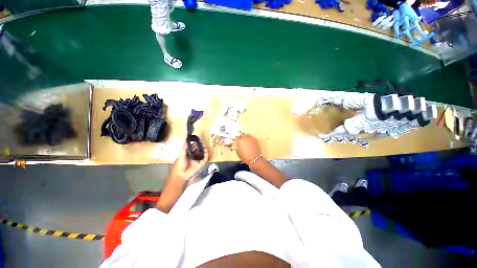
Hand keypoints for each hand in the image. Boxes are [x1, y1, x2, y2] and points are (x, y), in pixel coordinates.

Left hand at [170, 143, 208, 180]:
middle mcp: (193, 157)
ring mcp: (197, 160)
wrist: (181, 176)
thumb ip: (184, 149)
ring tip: (205, 147)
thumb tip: (186, 141)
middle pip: (198, 150)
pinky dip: (206, 156)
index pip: (193, 148)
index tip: (198, 141)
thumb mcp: (181, 156)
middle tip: (203, 144)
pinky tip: (206, 152)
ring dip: (204, 151)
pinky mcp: (200, 164)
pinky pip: (204, 160)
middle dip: (201, 147)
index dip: (195, 144)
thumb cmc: (179, 166)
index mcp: (188, 154)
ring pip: (202, 154)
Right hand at [233, 134, 261, 164]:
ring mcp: (251, 138)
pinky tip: (250, 143)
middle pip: (242, 135)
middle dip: (241, 137)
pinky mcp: (256, 140)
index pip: (236, 137)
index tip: (235, 141)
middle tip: (240, 141)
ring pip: (247, 135)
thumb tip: (235, 144)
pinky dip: (250, 139)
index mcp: (240, 140)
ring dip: (246, 137)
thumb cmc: (245, 157)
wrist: (255, 159)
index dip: (235, 139)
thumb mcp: (238, 152)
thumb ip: (236, 147)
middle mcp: (245, 137)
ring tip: (245, 141)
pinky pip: (251, 138)